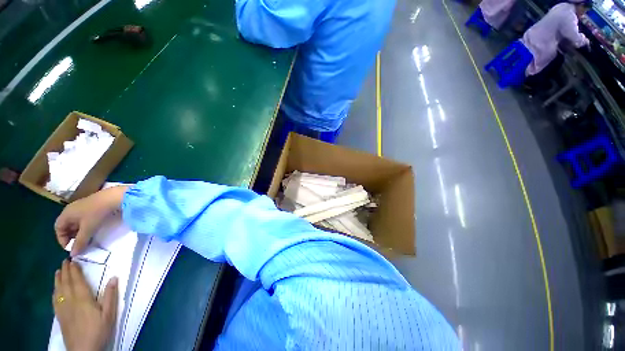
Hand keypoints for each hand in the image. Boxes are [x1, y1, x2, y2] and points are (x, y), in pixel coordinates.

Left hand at [53, 260, 117, 350]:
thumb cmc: (98, 331)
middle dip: (65, 271)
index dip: (74, 270)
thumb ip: (110, 296)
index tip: (73, 260)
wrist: (83, 350)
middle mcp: (70, 301)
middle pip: (66, 283)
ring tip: (58, 271)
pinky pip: (55, 300)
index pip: (77, 280)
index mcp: (83, 299)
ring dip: (58, 280)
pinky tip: (55, 290)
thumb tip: (114, 277)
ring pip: (58, 291)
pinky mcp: (60, 316)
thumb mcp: (109, 315)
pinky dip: (54, 292)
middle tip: (65, 261)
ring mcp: (63, 309)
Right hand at [55, 186, 128, 255]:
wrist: (113, 198)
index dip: (62, 239)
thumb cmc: (96, 213)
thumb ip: (80, 242)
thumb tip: (72, 254)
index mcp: (66, 214)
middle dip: (71, 237)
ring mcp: (81, 208)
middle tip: (79, 245)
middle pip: (67, 226)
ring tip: (86, 240)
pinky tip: (92, 232)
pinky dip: (86, 227)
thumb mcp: (87, 229)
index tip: (70, 247)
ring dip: (79, 233)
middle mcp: (71, 210)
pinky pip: (84, 220)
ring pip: (76, 223)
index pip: (58, 228)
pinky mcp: (91, 207)